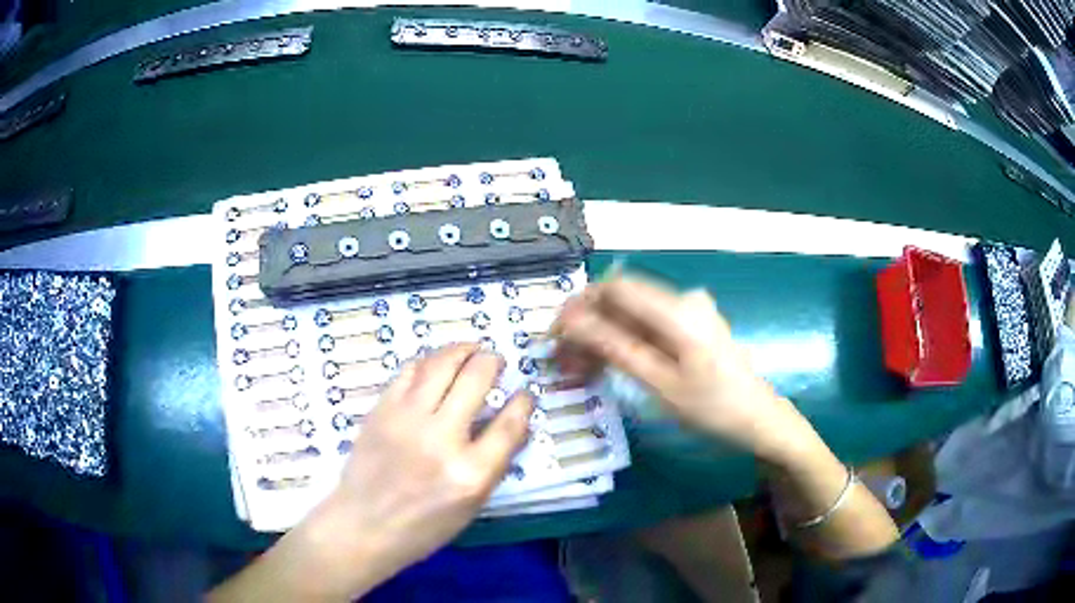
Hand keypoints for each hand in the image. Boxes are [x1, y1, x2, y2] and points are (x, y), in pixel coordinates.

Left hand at [316, 344, 532, 596]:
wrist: (365, 525)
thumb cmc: (424, 525)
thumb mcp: (472, 505)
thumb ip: (494, 462)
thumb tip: (512, 422)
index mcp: (471, 473)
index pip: (509, 424)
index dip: (523, 401)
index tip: (524, 392)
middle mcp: (441, 439)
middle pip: (476, 379)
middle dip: (492, 362)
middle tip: (495, 360)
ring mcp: (407, 420)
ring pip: (441, 364)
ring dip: (462, 349)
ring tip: (471, 348)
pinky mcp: (382, 410)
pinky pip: (409, 371)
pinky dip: (428, 361)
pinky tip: (436, 364)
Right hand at [552, 277, 807, 462]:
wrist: (759, 421)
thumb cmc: (713, 409)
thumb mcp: (659, 383)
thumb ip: (614, 347)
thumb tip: (571, 321)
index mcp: (678, 310)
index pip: (615, 286)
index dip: (579, 306)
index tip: (555, 336)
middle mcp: (682, 300)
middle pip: (622, 301)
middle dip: (588, 327)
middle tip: (563, 362)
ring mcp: (689, 313)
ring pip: (631, 316)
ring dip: (603, 339)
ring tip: (579, 371)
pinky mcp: (691, 327)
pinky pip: (648, 328)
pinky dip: (624, 344)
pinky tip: (607, 367)